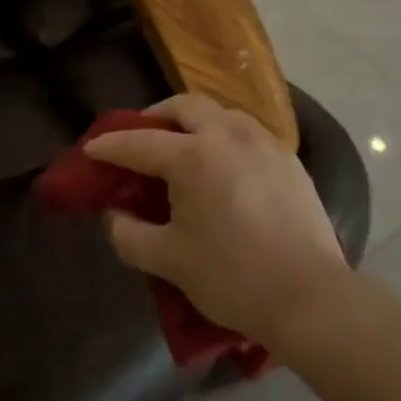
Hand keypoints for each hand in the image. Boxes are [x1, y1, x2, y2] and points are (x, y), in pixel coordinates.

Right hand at [86, 95, 349, 349]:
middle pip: (185, 106)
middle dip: (156, 115)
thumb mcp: (169, 261)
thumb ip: (130, 234)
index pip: (140, 143)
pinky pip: (248, 132)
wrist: (309, 295)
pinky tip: (225, 164)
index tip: (91, 149)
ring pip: (221, 112)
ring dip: (195, 121)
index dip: (111, 146)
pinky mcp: (288, 158)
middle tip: (142, 136)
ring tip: (184, 146)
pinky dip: (225, 136)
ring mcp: (263, 142)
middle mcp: (228, 134)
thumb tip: (114, 215)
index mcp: (193, 156)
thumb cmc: (232, 277)